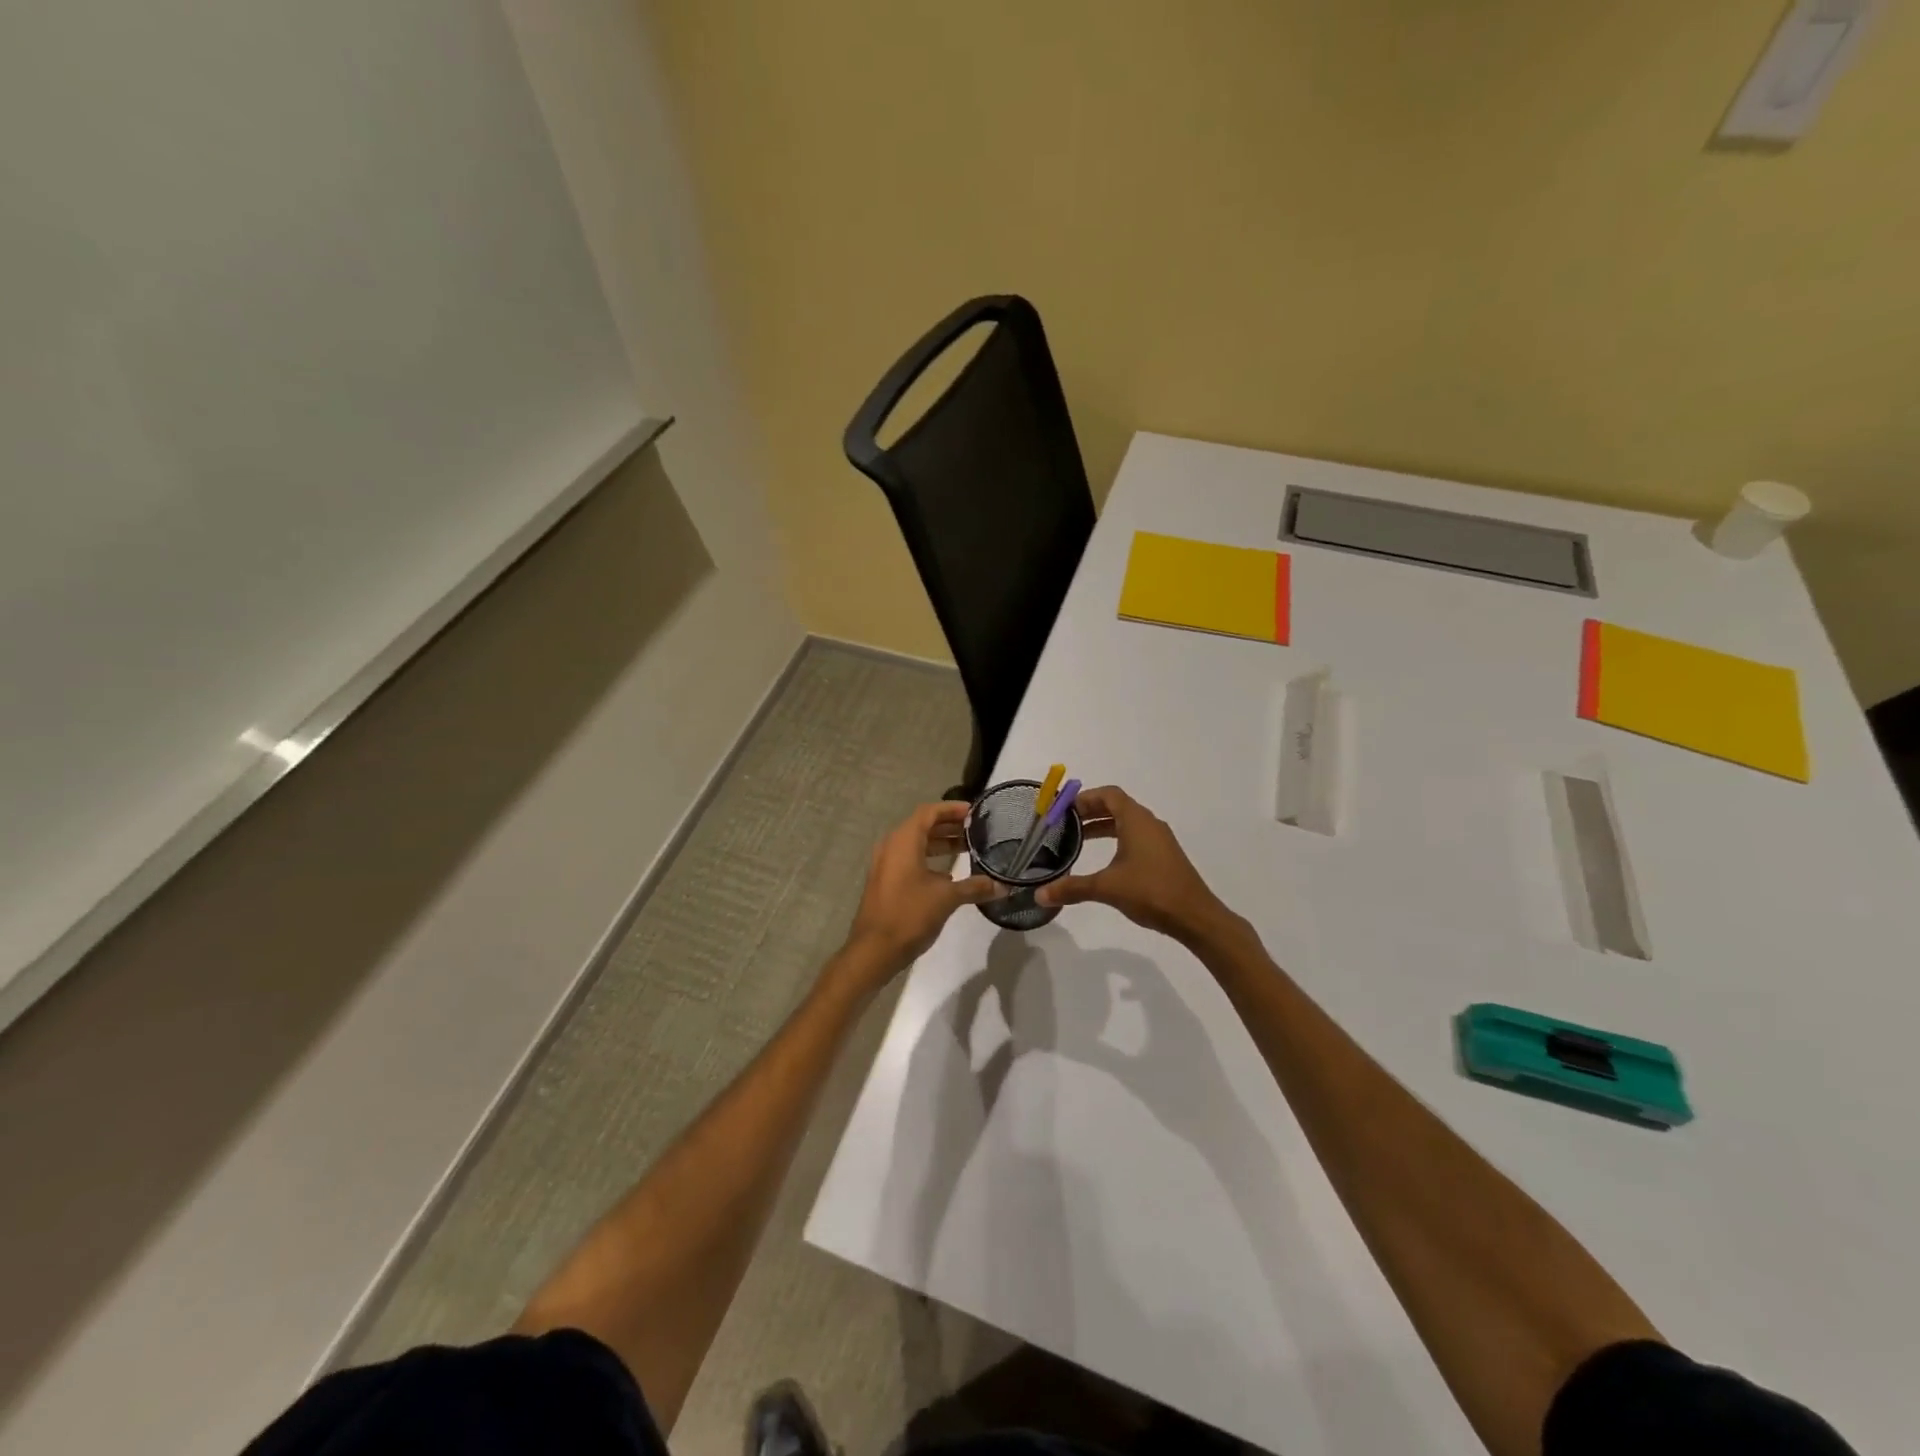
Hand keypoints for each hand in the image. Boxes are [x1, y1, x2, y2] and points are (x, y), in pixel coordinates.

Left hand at [841, 801, 995, 986]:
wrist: (874, 950)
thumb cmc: (909, 914)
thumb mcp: (946, 898)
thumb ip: (974, 887)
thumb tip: (1002, 886)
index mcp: (904, 841)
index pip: (929, 812)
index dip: (952, 809)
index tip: (974, 812)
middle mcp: (892, 846)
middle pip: (923, 826)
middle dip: (949, 826)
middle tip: (976, 830)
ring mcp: (886, 864)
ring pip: (916, 844)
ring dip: (940, 843)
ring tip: (968, 848)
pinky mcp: (886, 881)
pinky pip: (910, 859)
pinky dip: (930, 859)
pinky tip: (949, 874)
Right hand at [1035, 786, 1234, 944]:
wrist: (1195, 916)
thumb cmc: (1151, 891)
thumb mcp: (1106, 888)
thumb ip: (1072, 888)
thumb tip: (1039, 895)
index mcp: (1136, 820)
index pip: (1108, 794)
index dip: (1085, 798)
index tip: (1063, 809)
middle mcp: (1149, 823)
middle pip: (1116, 806)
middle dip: (1090, 811)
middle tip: (1065, 824)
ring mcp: (1159, 840)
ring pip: (1127, 822)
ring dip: (1103, 826)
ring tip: (1079, 840)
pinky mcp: (1164, 856)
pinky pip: (1136, 837)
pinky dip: (1116, 839)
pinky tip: (1104, 860)